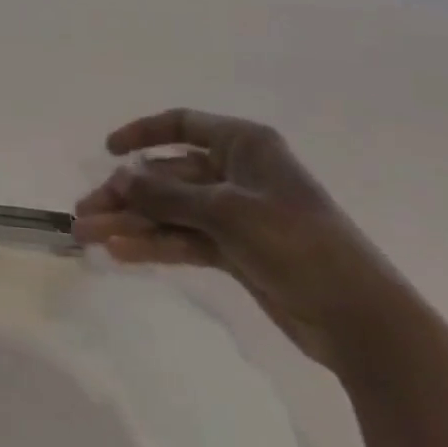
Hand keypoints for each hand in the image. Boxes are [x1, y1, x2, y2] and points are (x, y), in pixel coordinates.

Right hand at [74, 109, 418, 371]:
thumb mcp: (227, 211)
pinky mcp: (237, 252)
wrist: (363, 322)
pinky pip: (185, 239)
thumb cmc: (298, 243)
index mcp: (244, 145)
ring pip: (171, 210)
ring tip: (89, 236)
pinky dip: (155, 245)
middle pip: (168, 174)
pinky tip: (121, 253)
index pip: (182, 124)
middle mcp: (236, 173)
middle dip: (126, 193)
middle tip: (84, 212)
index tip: (108, 150)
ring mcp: (236, 214)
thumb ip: (168, 193)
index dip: (142, 132)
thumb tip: (120, 174)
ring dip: (132, 222)